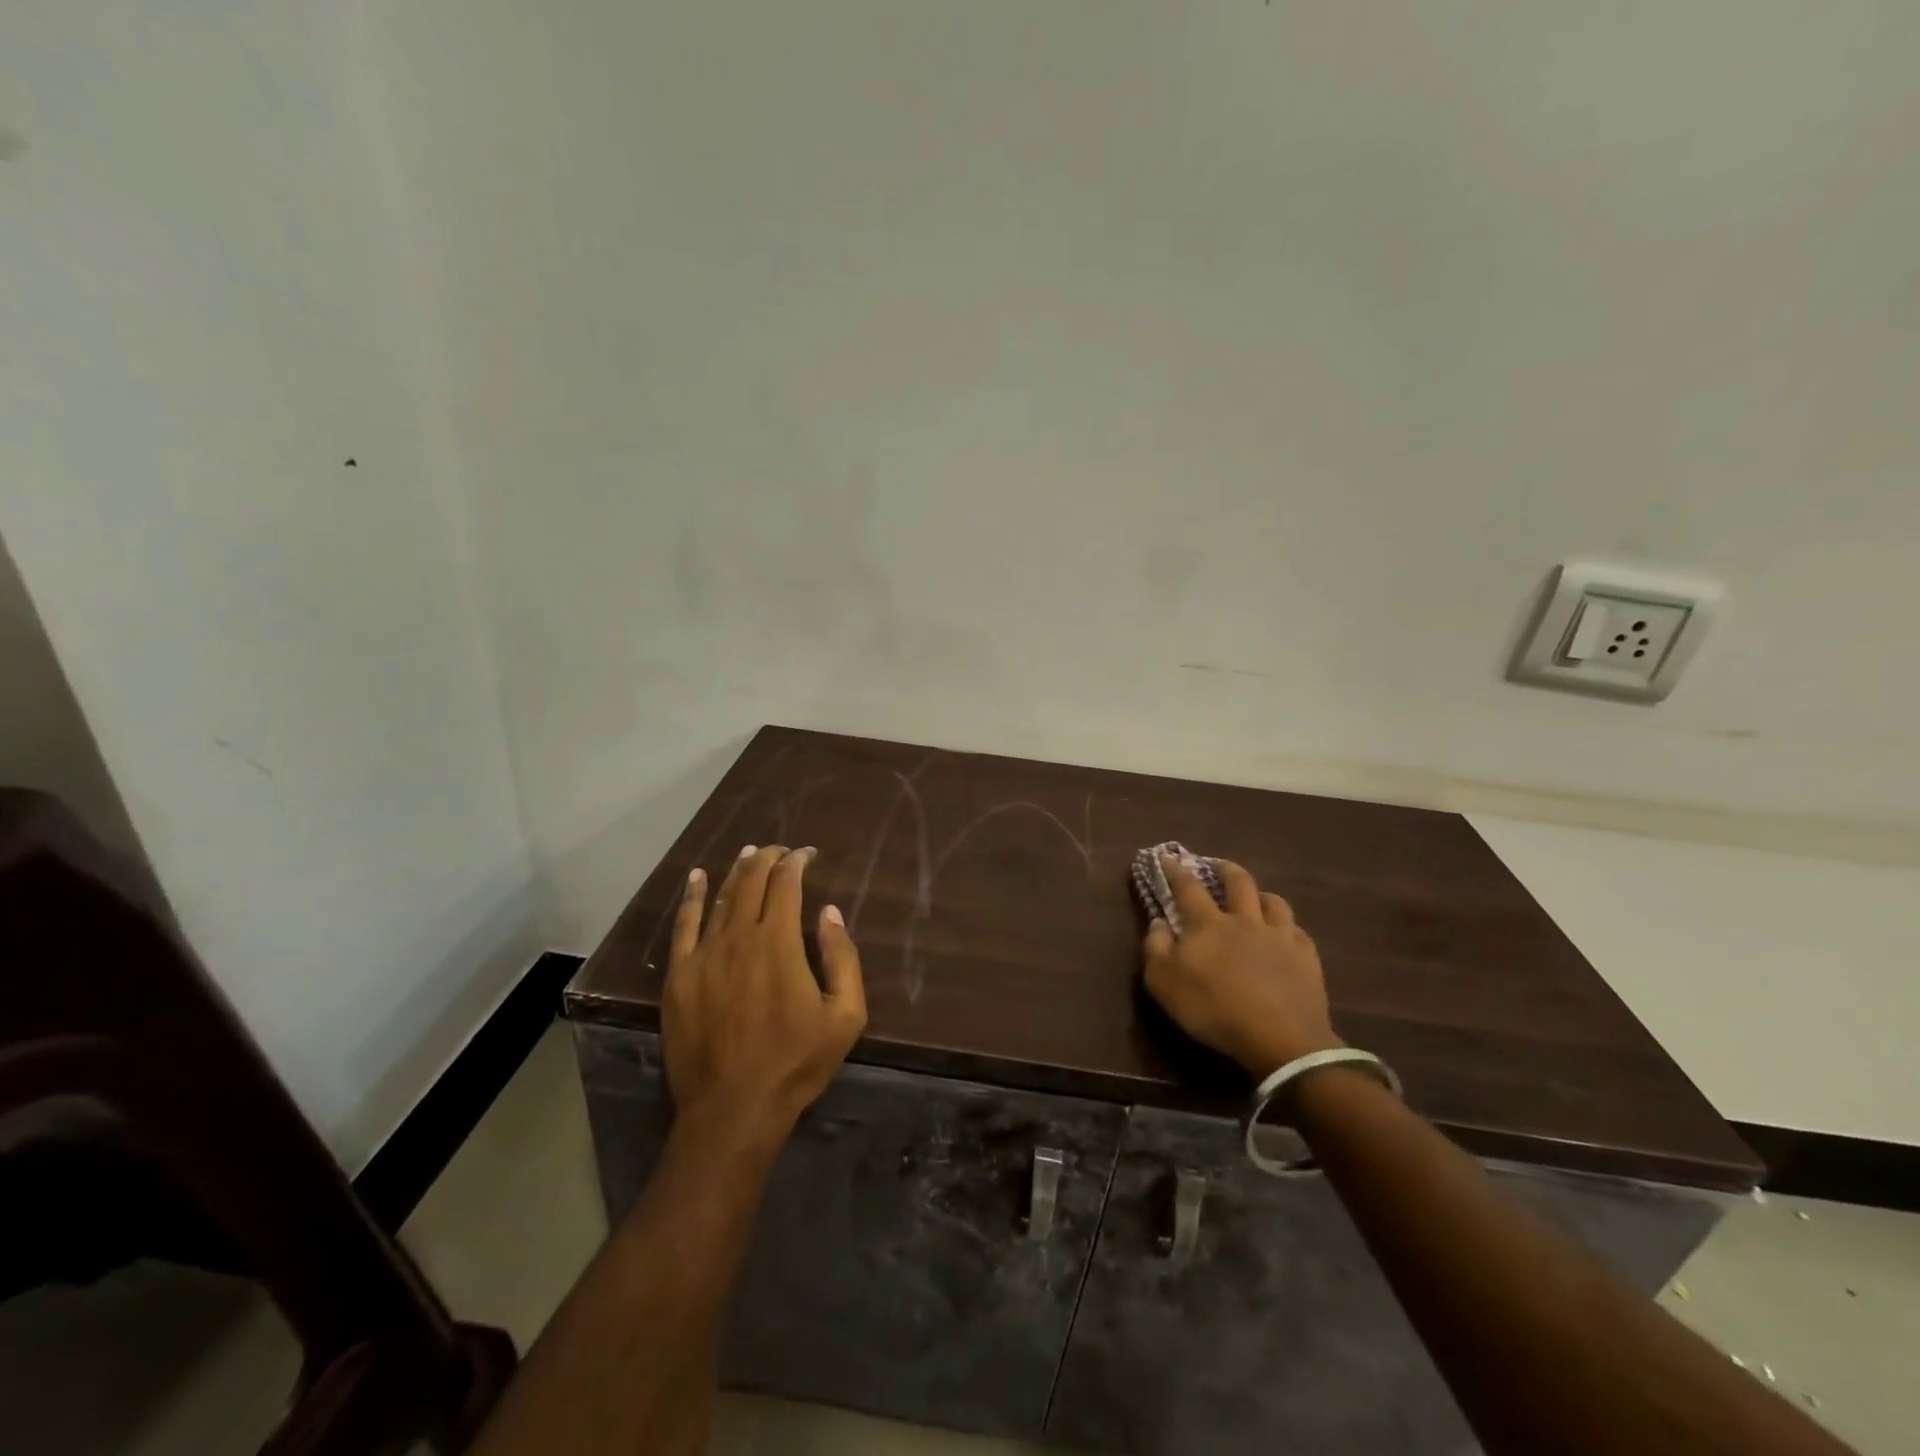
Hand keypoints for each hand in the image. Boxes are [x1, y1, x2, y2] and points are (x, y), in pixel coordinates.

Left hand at [663, 844, 866, 1150]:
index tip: (808, 854)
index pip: (786, 884)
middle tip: (780, 850)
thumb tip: (829, 912)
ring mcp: (703, 954)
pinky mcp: (679, 976)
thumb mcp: (845, 1015)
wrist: (733, 1108)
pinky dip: (693, 896)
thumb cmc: (796, 1062)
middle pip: (751, 881)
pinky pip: (684, 924)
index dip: (797, 862)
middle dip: (768, 858)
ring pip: (721, 897)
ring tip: (748, 853)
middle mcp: (738, 936)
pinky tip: (697, 878)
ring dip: (737, 871)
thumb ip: (842, 957)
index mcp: (778, 942)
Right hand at [1142, 855, 1341, 1080]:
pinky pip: (1298, 932)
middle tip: (1217, 864)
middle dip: (1225, 869)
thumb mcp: (1164, 983)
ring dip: (1262, 895)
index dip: (1175, 869)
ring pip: (1274, 902)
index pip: (1187, 887)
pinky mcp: (1307, 958)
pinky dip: (1288, 927)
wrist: (1280, 1039)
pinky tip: (1286, 935)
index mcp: (1208, 924)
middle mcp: (1245, 920)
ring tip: (1257, 897)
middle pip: (1238, 882)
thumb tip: (1158, 922)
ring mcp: (1280, 937)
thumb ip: (1155, 947)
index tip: (1167, 856)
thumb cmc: (1213, 1009)